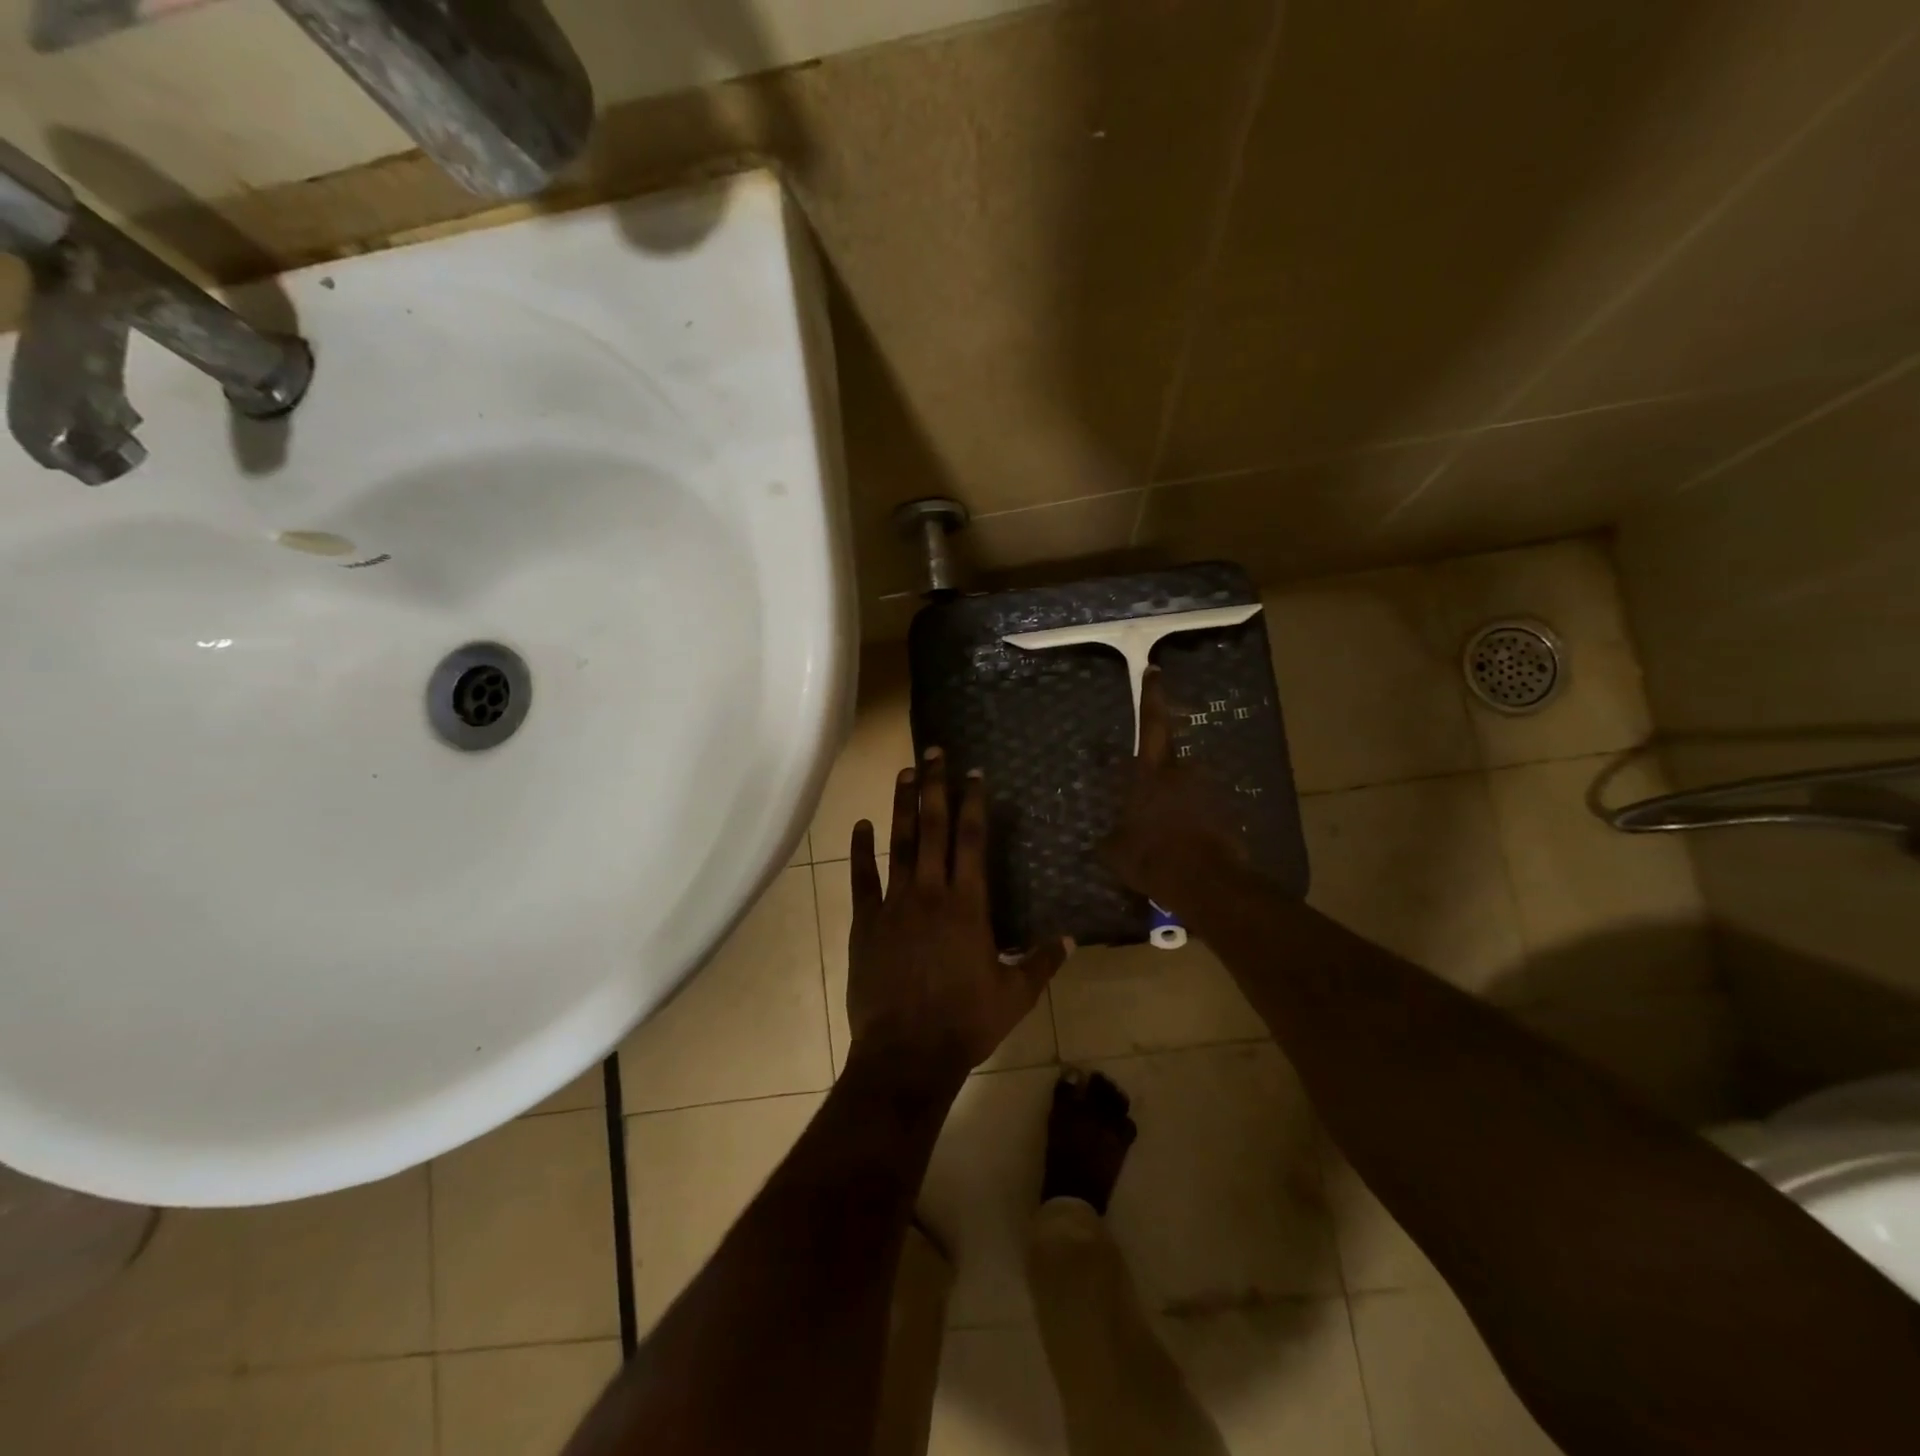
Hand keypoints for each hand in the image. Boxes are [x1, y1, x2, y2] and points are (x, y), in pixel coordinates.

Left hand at [846, 749, 1071, 1089]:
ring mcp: (894, 905)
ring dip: (902, 806)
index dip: (973, 803)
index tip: (974, 773)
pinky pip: (862, 879)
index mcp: (968, 905)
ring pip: (899, 844)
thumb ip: (1042, 962)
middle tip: (934, 752)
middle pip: (935, 829)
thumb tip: (1072, 939)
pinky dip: (860, 851)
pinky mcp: (866, 923)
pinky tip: (859, 825)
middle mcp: (930, 893)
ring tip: (904, 772)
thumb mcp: (1015, 995)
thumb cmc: (965, 1023)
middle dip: (936, 787)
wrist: (907, 1054)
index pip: (972, 841)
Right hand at [1102, 667, 1249, 905]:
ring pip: (1188, 791)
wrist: (1207, 884)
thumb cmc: (1153, 858)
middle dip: (1160, 781)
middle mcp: (1183, 773)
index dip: (1152, 697)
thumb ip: (1111, 838)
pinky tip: (1184, 849)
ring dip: (1178, 806)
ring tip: (1167, 837)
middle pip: (1169, 764)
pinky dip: (1194, 825)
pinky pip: (1204, 814)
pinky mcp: (1228, 815)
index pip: (1151, 725)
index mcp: (1151, 773)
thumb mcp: (1116, 852)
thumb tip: (1105, 840)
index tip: (1155, 670)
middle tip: (1148, 807)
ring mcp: (1209, 793)